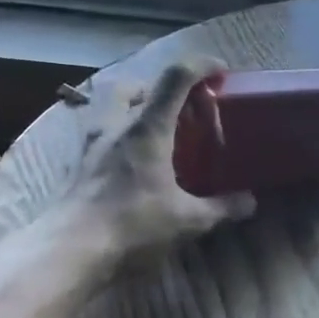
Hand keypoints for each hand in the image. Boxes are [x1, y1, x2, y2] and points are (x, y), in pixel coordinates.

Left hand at [51, 56, 255, 266]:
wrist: (67, 252)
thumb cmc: (132, 225)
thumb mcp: (187, 221)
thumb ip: (221, 208)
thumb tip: (251, 202)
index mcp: (147, 128)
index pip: (175, 78)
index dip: (200, 65)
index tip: (220, 70)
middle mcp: (116, 127)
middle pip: (130, 85)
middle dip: (154, 87)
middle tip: (174, 106)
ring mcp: (91, 146)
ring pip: (107, 108)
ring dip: (129, 109)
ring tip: (150, 132)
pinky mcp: (76, 168)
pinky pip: (97, 137)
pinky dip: (115, 139)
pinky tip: (128, 165)